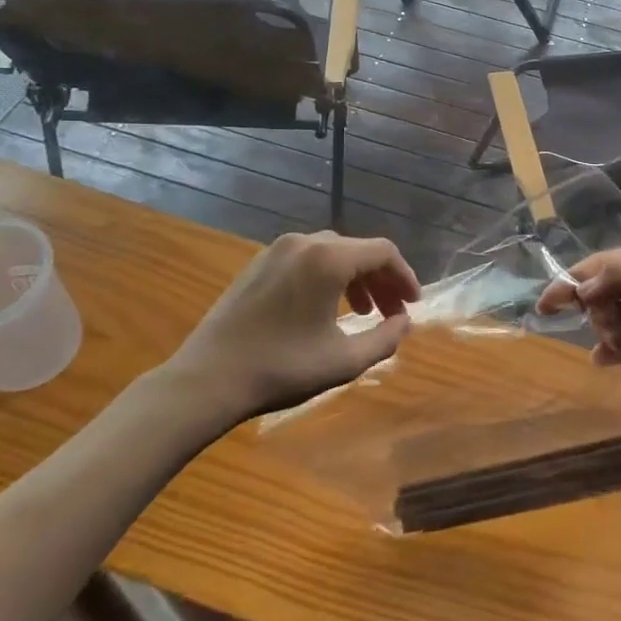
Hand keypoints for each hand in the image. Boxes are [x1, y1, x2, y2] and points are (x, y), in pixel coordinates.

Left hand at [166, 232, 419, 426]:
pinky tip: (325, 308)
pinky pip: (306, 259)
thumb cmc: (281, 369)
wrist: (207, 378)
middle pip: (357, 250)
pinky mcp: (258, 263)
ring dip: (355, 278)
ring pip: (331, 253)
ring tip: (362, 312)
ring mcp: (277, 250)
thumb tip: (404, 322)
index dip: (405, 276)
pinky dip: (327, 277)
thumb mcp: (343, 361)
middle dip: (381, 280)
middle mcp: (305, 242)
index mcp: (329, 258)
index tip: (413, 304)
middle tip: (392, 313)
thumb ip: (385, 339)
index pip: (383, 252)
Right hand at [536, 243, 620, 436]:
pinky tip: (602, 360)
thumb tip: (583, 285)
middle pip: (608, 287)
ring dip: (603, 328)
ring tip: (605, 345)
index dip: (573, 280)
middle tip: (588, 326)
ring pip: (617, 316)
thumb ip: (620, 275)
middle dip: (592, 305)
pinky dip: (614, 349)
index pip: (605, 263)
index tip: (545, 305)